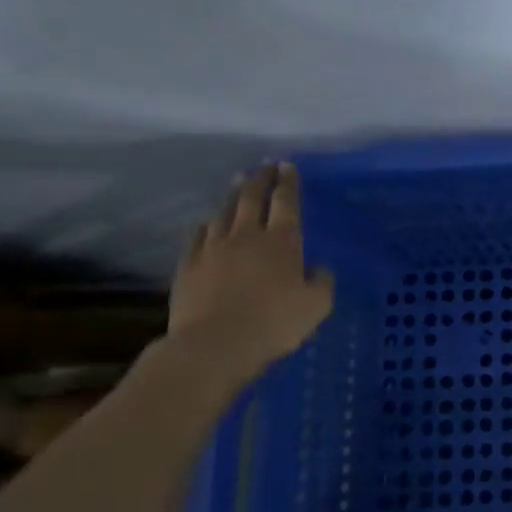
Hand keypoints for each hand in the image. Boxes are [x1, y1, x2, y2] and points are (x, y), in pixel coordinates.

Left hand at [168, 163, 334, 388]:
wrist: (214, 345)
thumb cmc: (274, 324)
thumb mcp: (316, 306)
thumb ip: (322, 281)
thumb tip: (318, 268)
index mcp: (282, 242)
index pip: (286, 202)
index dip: (288, 182)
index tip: (287, 166)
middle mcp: (247, 236)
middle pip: (252, 198)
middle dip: (260, 179)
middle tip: (264, 166)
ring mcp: (213, 248)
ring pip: (224, 212)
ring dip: (233, 195)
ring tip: (238, 184)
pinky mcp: (188, 265)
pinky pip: (198, 235)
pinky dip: (207, 224)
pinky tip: (208, 223)